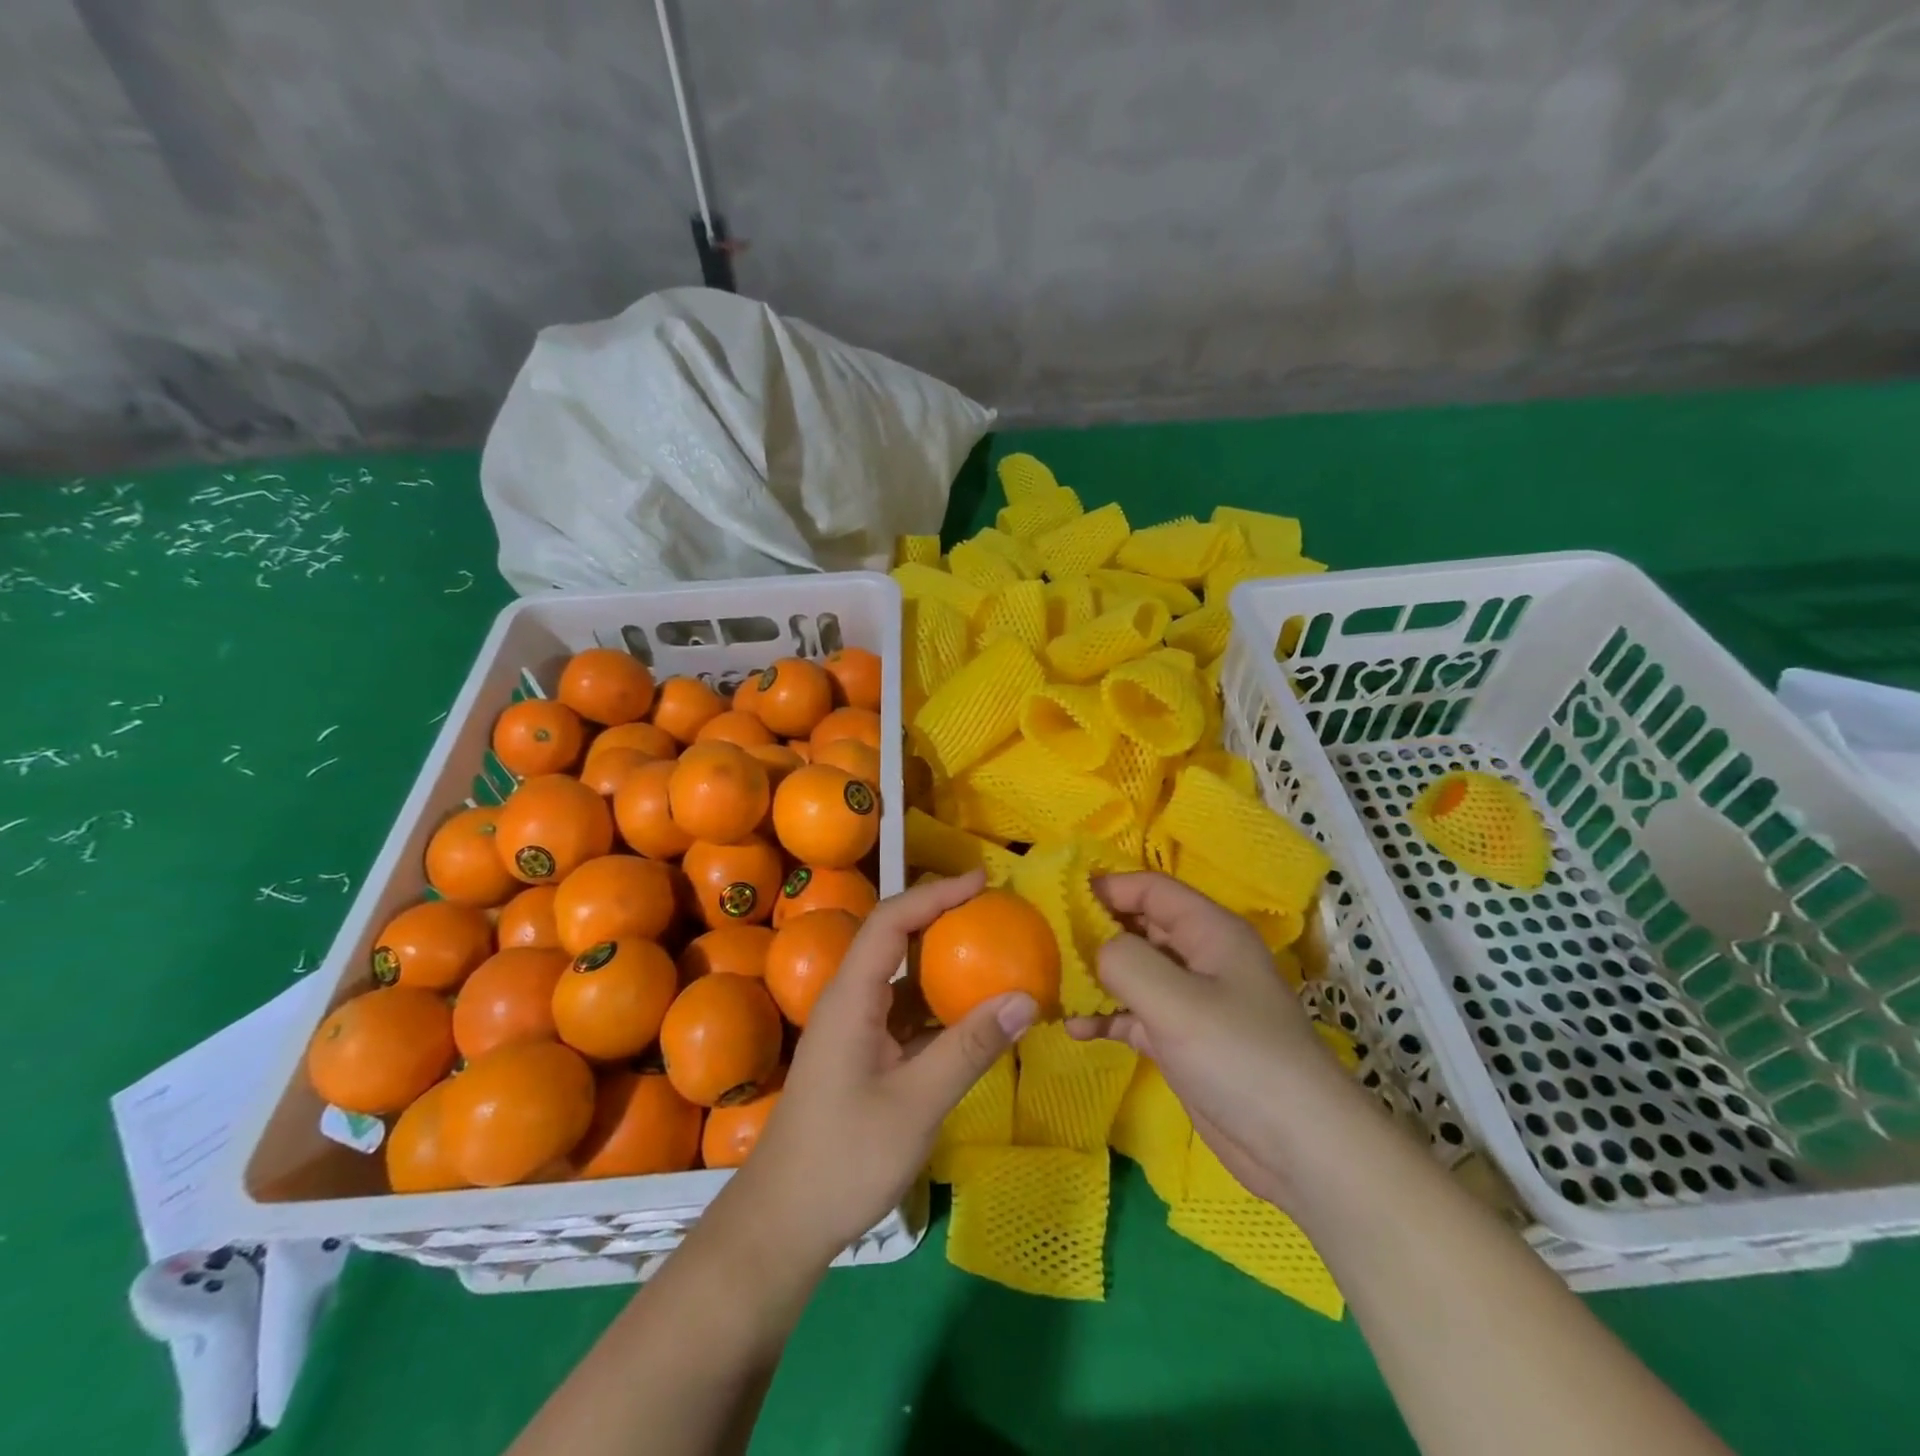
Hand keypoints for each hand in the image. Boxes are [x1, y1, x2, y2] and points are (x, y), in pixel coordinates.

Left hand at [727, 870, 1037, 1262]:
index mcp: (851, 997)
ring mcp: (853, 1029)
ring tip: (991, 951)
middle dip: (940, 917)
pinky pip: (903, 1011)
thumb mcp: (915, 1105)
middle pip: (893, 938)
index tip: (980, 882)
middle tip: (993, 910)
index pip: (891, 921)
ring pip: (899, 976)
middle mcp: (848, 1000)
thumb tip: (1025, 999)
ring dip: (940, 959)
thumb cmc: (843, 1159)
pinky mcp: (861, 1055)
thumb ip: (969, 1049)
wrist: (782, 1223)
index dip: (934, 895)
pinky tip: (971, 1014)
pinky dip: (937, 1003)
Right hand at [1066, 872, 1362, 1208]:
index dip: (1105, 888)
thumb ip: (1124, 960)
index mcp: (1209, 930)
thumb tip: (1092, 948)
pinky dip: (1107, 1017)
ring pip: (1133, 972)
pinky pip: (1135, 1014)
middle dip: (1093, 933)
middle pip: (1138, 927)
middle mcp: (1200, 956)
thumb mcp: (1175, 1000)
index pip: (1150, 889)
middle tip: (1043, 945)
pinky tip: (1075, 1028)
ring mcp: (1191, 1000)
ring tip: (1051, 988)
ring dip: (1094, 978)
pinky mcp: (1183, 1040)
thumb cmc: (1239, 1056)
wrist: (1300, 1148)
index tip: (1056, 900)